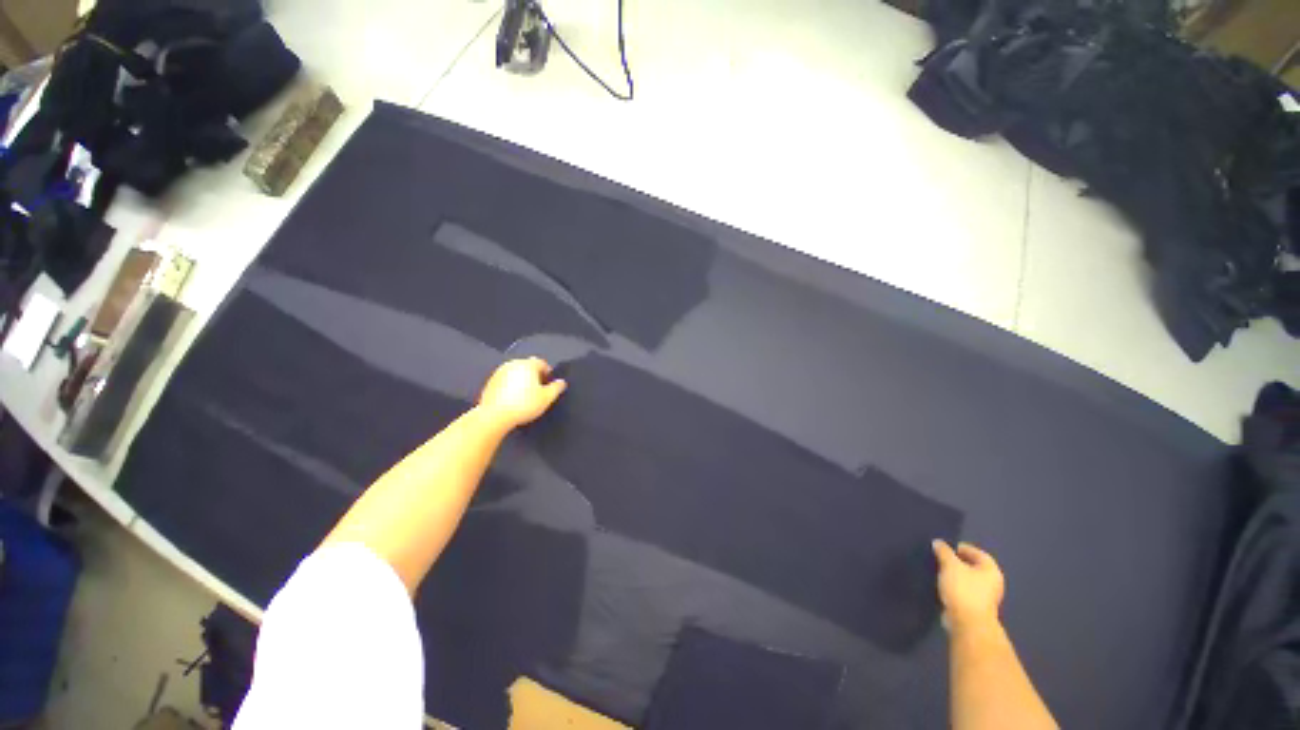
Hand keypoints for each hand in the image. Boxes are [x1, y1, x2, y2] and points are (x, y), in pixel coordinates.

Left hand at [478, 357, 566, 427]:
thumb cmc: (524, 404)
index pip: (542, 363)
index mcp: (528, 365)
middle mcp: (513, 364)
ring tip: (525, 395)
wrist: (494, 415)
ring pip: (516, 373)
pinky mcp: (490, 381)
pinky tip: (512, 398)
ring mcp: (500, 372)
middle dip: (535, 376)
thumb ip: (556, 388)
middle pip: (528, 366)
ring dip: (522, 380)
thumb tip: (561, 382)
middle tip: (538, 390)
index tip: (549, 385)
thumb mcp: (546, 398)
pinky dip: (511, 385)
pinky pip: (506, 380)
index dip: (548, 373)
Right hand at [933, 540, 1004, 631]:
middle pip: (973, 566)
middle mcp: (992, 583)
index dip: (961, 548)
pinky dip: (953, 587)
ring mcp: (985, 597)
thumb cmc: (963, 589)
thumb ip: (944, 551)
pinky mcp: (975, 608)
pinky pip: (963, 591)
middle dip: (956, 562)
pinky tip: (941, 586)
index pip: (977, 552)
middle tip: (939, 558)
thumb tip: (938, 542)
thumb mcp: (950, 565)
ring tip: (938, 571)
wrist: (967, 623)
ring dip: (954, 575)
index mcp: (991, 570)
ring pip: (967, 580)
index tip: (944, 548)